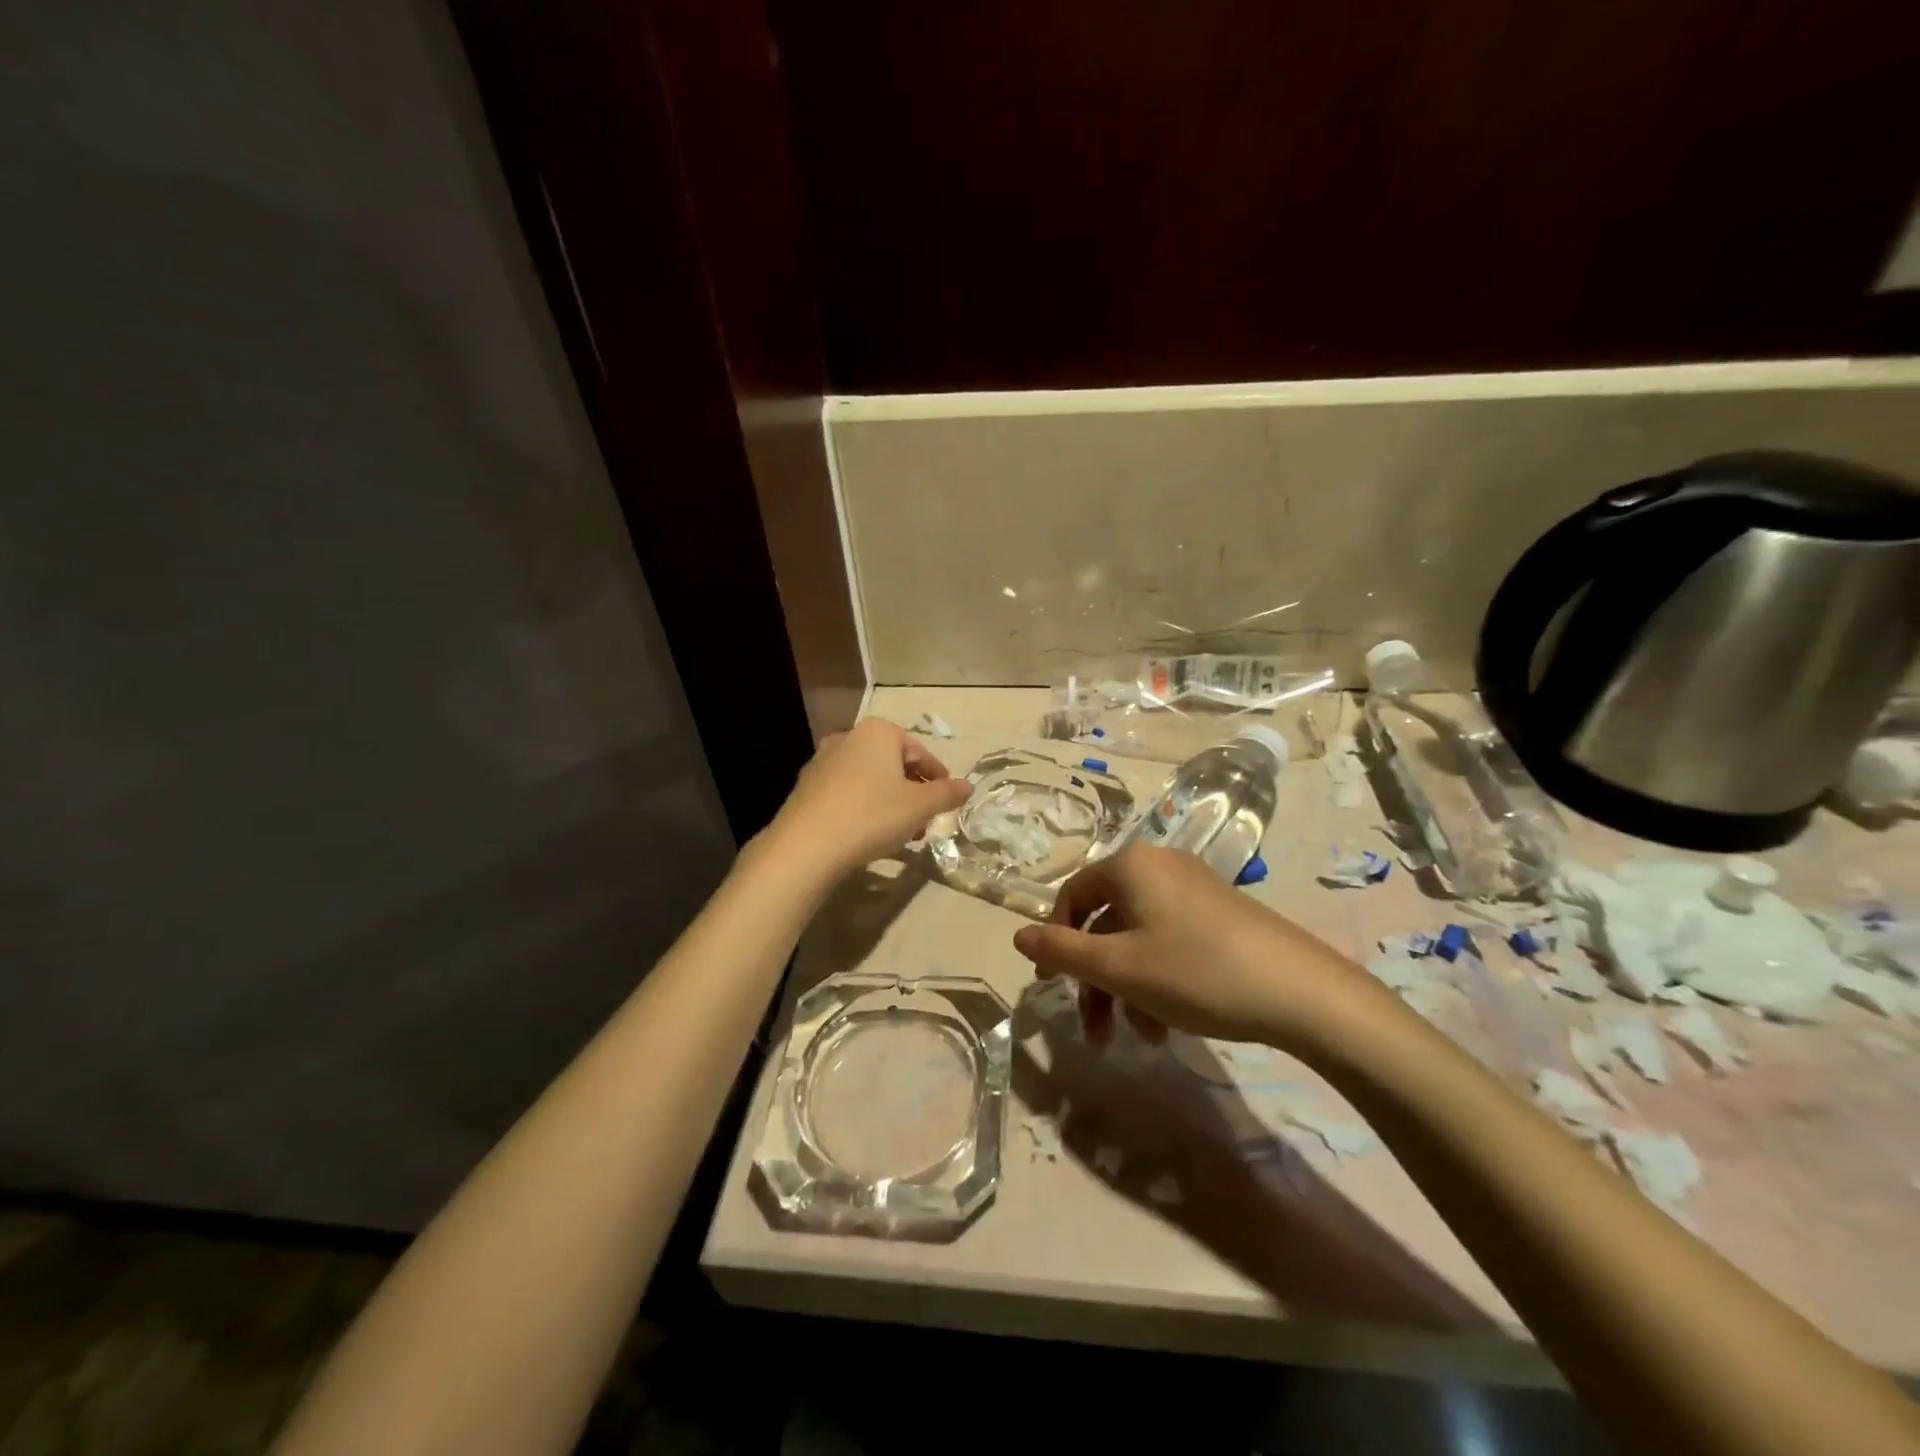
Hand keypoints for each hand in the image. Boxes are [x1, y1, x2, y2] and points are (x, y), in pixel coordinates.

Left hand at [763, 718, 970, 879]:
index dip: (938, 776)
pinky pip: (847, 793)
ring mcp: (822, 762)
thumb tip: (968, 786)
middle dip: (913, 792)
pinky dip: (865, 808)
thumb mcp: (920, 807)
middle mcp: (848, 738)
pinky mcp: (806, 788)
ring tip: (903, 834)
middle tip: (926, 820)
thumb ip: (947, 793)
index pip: (919, 751)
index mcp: (878, 732)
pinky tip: (871, 836)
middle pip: (893, 764)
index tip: (947, 800)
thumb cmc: (872, 816)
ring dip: (891, 802)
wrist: (806, 846)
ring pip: (870, 780)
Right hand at [1011, 841, 1372, 1049]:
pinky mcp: (1220, 914)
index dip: (1056, 942)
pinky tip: (1168, 1026)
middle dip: (1096, 980)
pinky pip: (1170, 941)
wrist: (1302, 992)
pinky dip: (1158, 980)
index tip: (1052, 987)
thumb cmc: (1196, 972)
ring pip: (1138, 938)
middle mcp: (1159, 865)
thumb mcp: (1118, 968)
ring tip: (1139, 1038)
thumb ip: (1061, 952)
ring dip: (1127, 989)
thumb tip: (1018, 936)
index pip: (1072, 896)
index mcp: (1130, 865)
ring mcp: (1194, 888)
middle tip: (1095, 1030)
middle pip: (1106, 921)